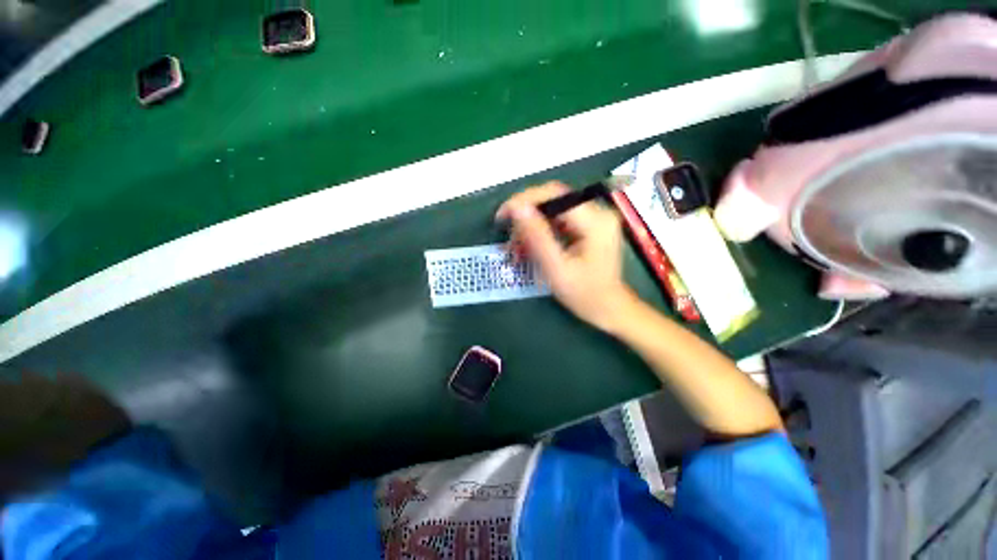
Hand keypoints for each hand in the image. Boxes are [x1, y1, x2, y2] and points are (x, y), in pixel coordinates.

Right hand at [496, 182, 637, 332]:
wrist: (608, 309)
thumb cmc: (584, 294)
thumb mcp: (557, 269)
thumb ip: (537, 237)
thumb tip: (516, 208)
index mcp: (595, 221)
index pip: (554, 194)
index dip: (524, 200)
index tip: (502, 216)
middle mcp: (597, 212)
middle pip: (552, 199)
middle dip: (526, 214)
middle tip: (508, 235)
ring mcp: (593, 218)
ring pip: (552, 209)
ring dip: (531, 225)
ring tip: (517, 246)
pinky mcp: (588, 226)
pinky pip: (557, 219)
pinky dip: (540, 231)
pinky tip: (529, 246)